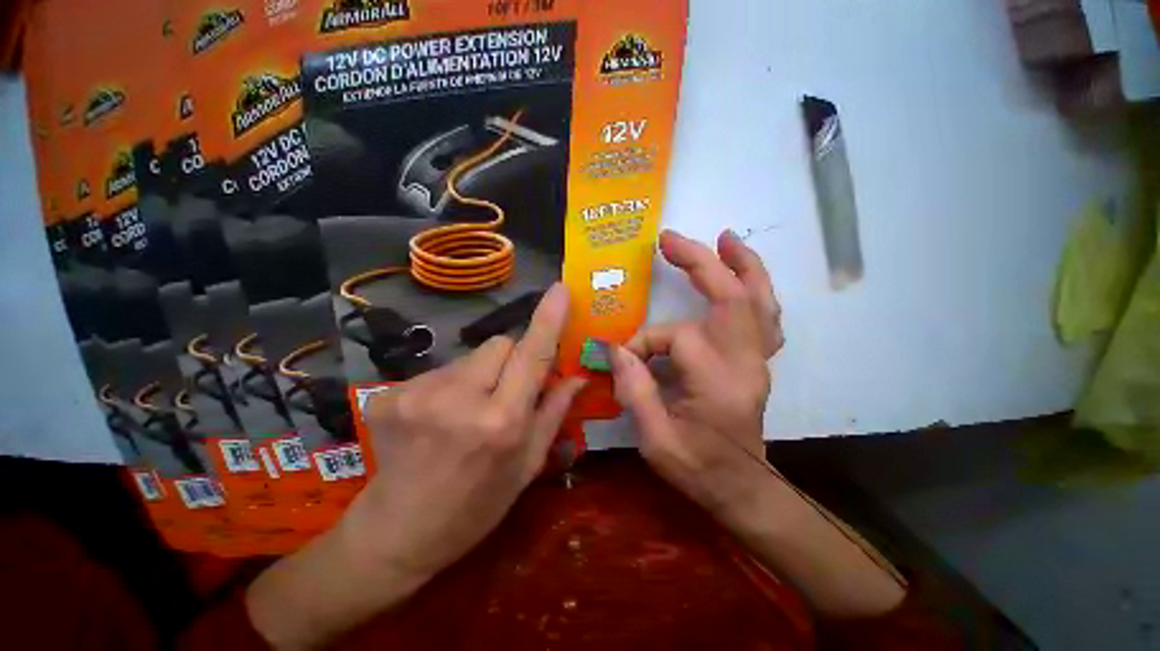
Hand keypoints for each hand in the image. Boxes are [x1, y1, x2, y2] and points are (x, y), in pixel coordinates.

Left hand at [247, 284, 583, 648]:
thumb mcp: (527, 466)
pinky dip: (452, 384)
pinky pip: (442, 370)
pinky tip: (440, 417)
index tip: (559, 289)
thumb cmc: (475, 507)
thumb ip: (554, 412)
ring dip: (481, 373)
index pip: (532, 355)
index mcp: (501, 422)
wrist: (395, 534)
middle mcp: (460, 399)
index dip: (548, 319)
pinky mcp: (391, 393)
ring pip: (471, 355)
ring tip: (469, 410)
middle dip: (513, 358)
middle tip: (507, 390)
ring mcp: (418, 393)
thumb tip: (578, 375)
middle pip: (500, 343)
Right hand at [612, 230, 905, 617]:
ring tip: (724, 238)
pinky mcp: (758, 360)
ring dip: (742, 265)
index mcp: (719, 383)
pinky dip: (756, 286)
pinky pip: (764, 314)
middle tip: (671, 240)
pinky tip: (743, 270)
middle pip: (731, 298)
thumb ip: (635, 391)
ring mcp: (758, 359)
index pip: (676, 338)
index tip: (623, 358)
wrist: (742, 488)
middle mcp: (746, 362)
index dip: (644, 341)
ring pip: (758, 299)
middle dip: (700, 263)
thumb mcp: (656, 441)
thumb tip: (616, 350)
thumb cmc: (699, 470)